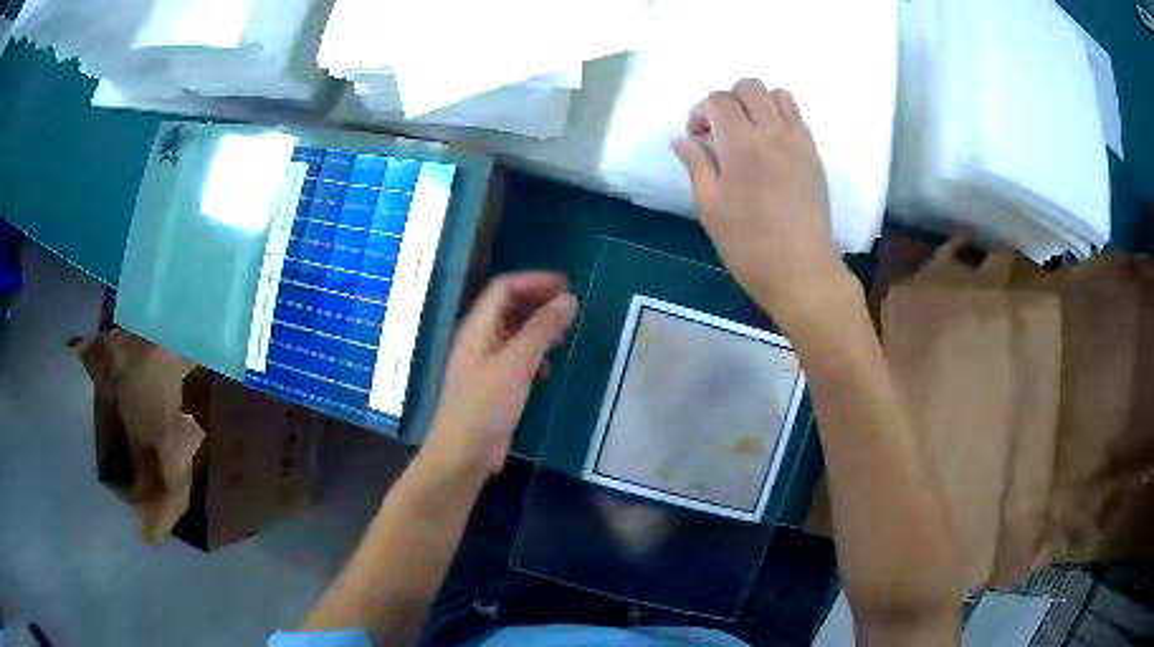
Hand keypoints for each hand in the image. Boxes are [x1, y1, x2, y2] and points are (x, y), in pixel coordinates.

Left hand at [422, 272, 577, 475]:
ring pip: (514, 333)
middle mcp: (478, 339)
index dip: (534, 280)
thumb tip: (569, 299)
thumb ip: (541, 330)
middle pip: (509, 307)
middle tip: (571, 307)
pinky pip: (516, 358)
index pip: (504, 288)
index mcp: (477, 327)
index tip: (567, 284)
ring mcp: (484, 363)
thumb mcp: (516, 364)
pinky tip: (548, 371)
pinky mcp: (493, 385)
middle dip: (539, 302)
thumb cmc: (485, 406)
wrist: (464, 454)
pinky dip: (535, 356)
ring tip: (565, 336)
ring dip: (539, 329)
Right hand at [672, 79, 852, 328]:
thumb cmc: (750, 247)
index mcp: (741, 145)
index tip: (697, 139)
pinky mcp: (814, 154)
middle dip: (728, 100)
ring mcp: (799, 141)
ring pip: (778, 94)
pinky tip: (772, 146)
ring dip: (757, 104)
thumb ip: (696, 165)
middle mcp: (772, 132)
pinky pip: (797, 116)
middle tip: (721, 132)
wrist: (803, 272)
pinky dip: (780, 117)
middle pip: (748, 87)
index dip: (700, 112)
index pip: (718, 100)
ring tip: (749, 133)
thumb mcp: (710, 209)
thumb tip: (681, 139)